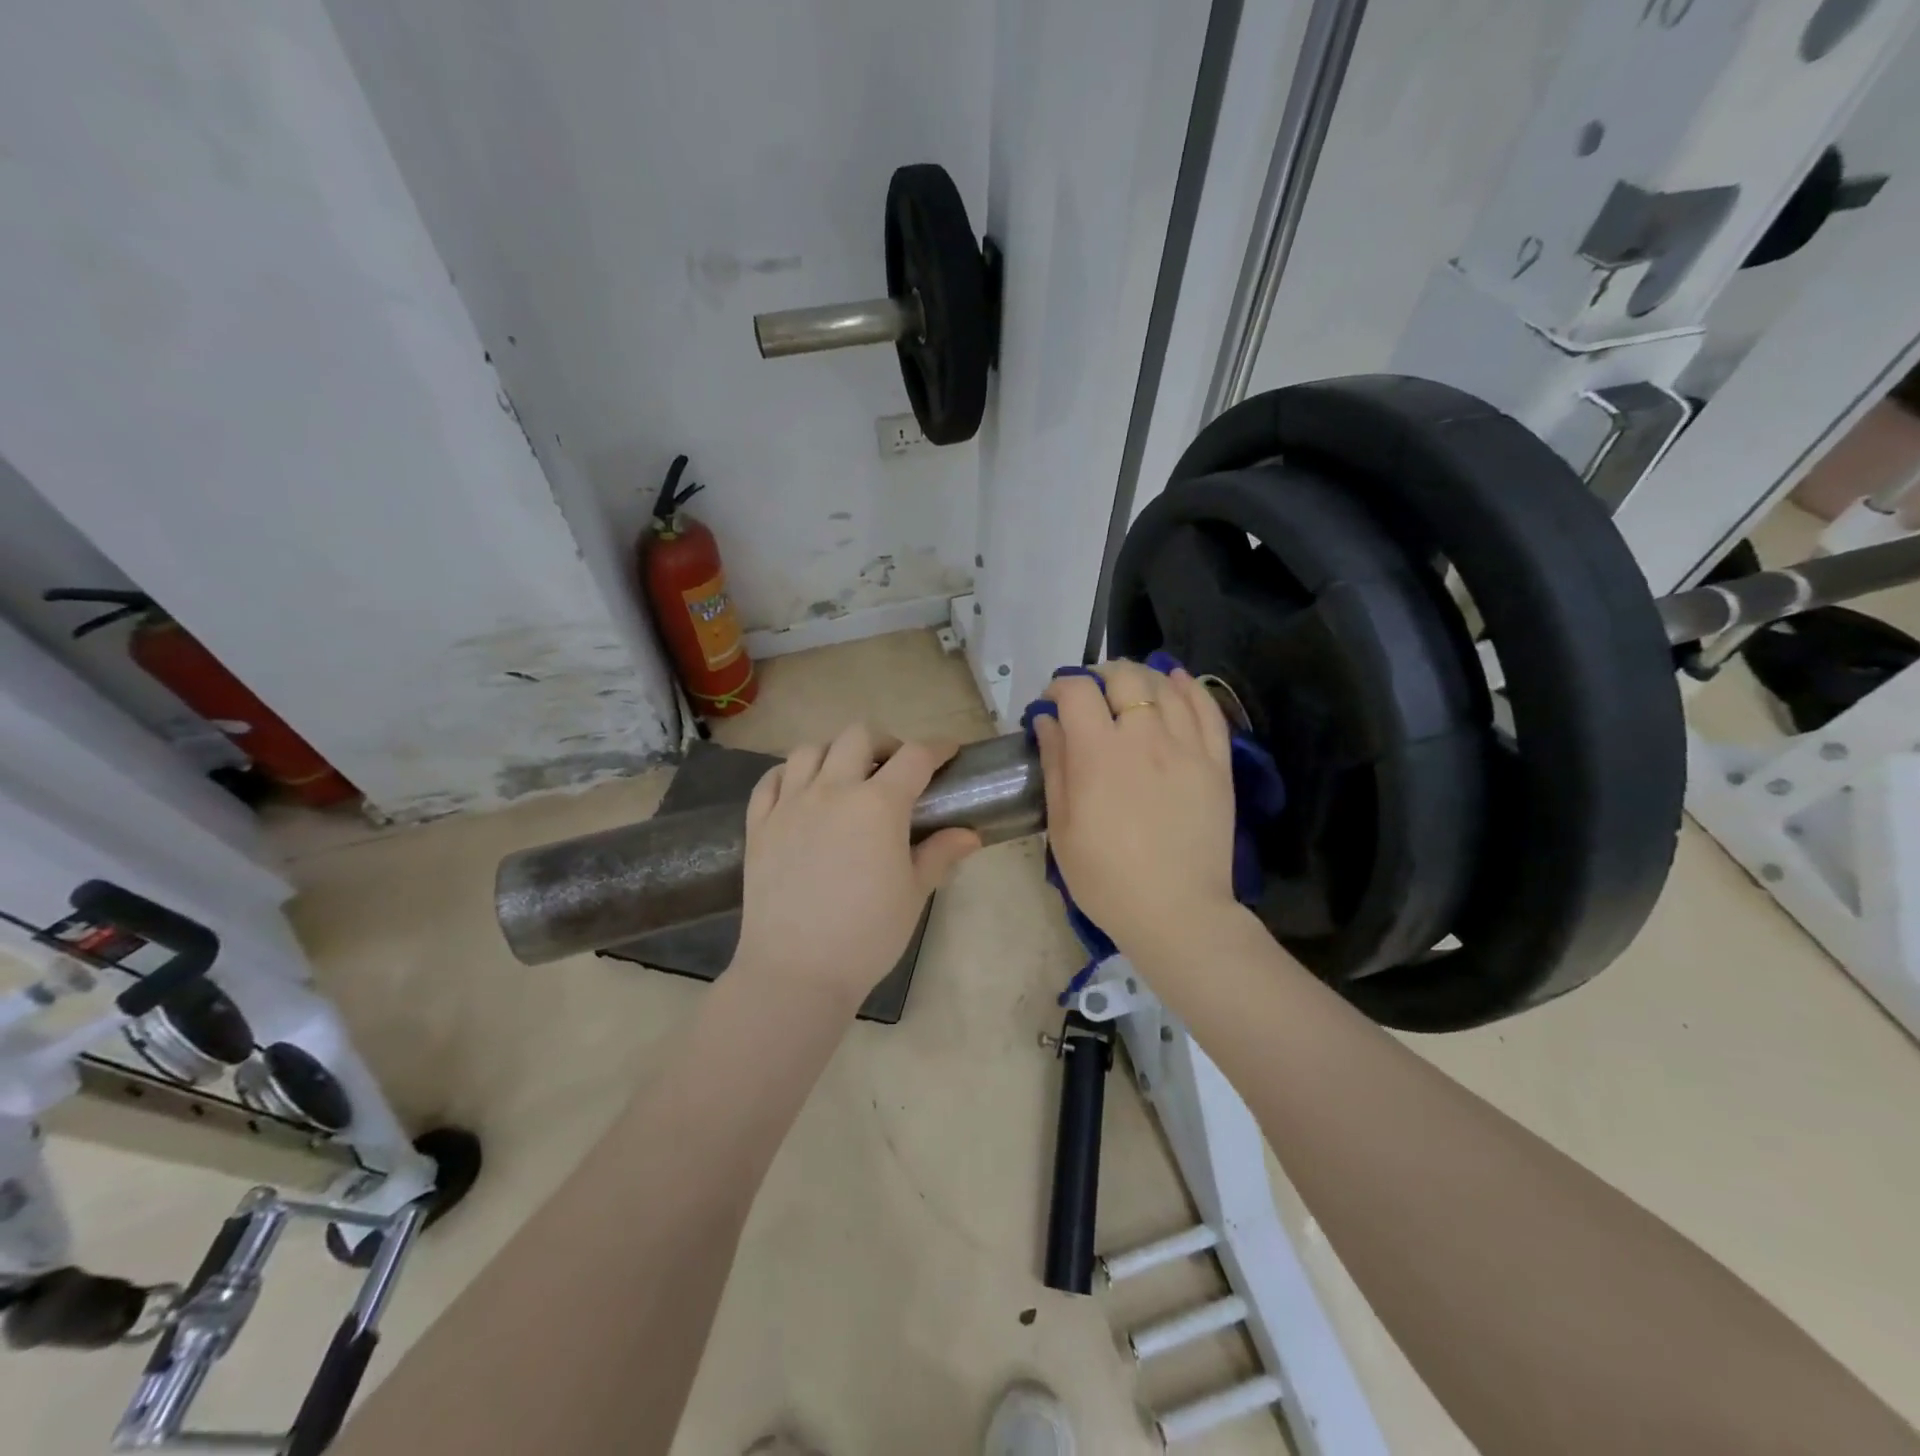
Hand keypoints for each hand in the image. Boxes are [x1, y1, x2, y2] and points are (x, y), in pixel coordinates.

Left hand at [732, 725, 981, 1007]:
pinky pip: (770, 780)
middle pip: (858, 735)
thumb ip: (940, 854)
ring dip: (834, 753)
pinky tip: (800, 790)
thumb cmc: (867, 935)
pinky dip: (789, 774)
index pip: (915, 757)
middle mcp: (832, 790)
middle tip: (894, 770)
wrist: (797, 971)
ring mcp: (790, 804)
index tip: (948, 753)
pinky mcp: (759, 824)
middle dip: (884, 743)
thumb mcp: (914, 894)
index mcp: (878, 805)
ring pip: (809, 749)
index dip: (937, 748)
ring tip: (845, 777)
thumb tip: (970, 834)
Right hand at [1032, 660, 1240, 959]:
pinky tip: (1177, 682)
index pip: (1077, 691)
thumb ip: (1055, 765)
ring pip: (1166, 685)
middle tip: (1092, 694)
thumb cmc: (1106, 878)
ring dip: (1142, 677)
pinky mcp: (1217, 763)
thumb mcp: (1063, 826)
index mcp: (1098, 753)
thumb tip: (1047, 721)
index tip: (1052, 703)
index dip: (1060, 686)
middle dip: (1101, 675)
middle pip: (1125, 677)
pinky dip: (1189, 688)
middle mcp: (1144, 737)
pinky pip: (1207, 710)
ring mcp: (1187, 747)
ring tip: (1130, 689)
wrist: (1176, 913)